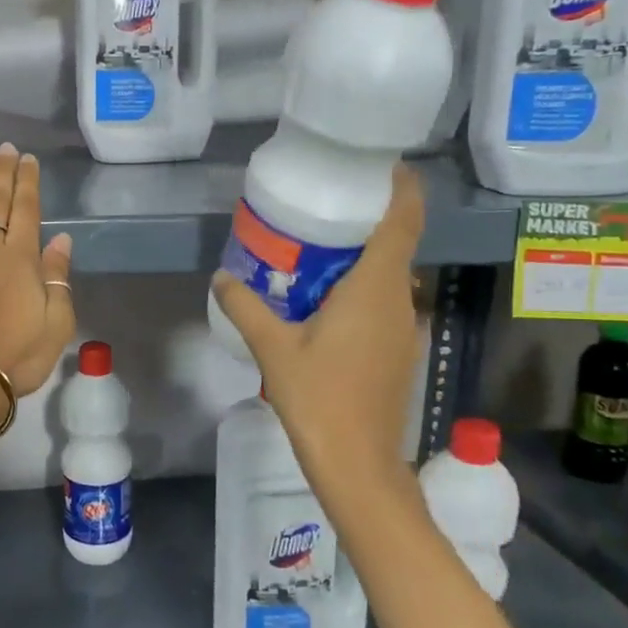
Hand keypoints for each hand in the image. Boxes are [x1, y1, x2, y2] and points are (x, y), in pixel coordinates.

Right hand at [212, 161, 424, 496]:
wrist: (357, 463)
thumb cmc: (319, 398)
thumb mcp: (274, 348)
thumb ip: (246, 307)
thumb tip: (222, 277)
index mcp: (375, 288)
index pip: (403, 220)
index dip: (401, 186)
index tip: (382, 164)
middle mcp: (400, 299)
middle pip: (397, 242)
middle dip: (368, 218)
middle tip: (325, 203)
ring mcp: (404, 326)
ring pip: (391, 274)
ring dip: (363, 255)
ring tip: (317, 246)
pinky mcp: (398, 349)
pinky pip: (385, 300)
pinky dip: (362, 286)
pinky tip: (325, 299)